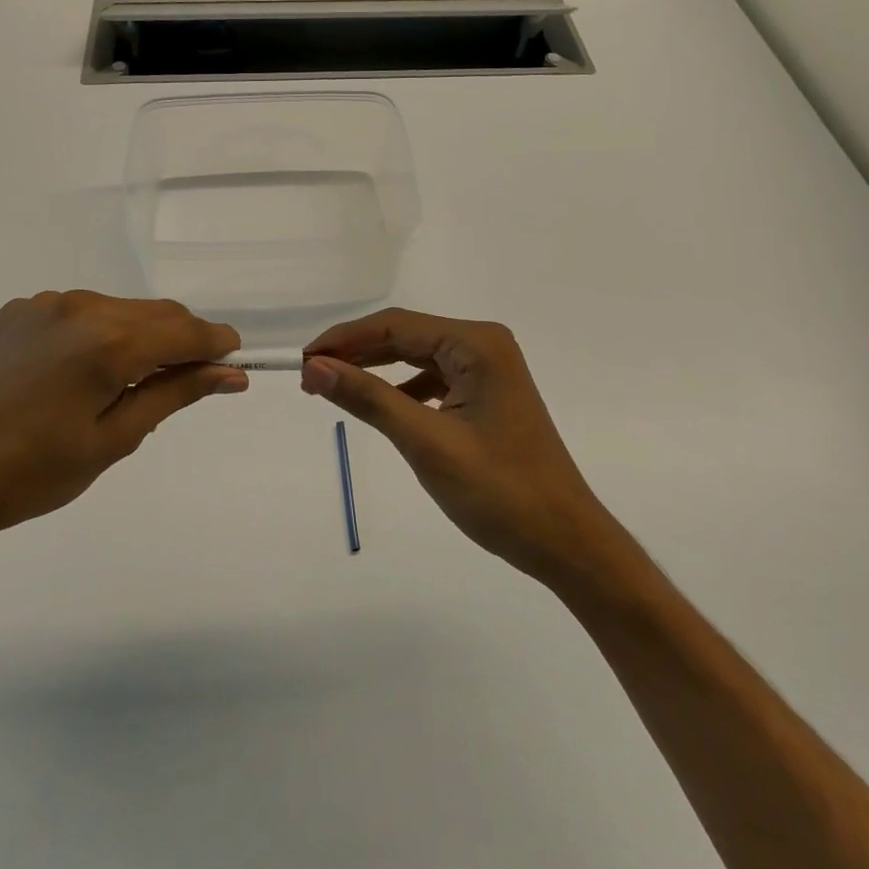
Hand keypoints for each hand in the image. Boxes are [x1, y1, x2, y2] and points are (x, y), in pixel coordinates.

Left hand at [0, 291, 243, 555]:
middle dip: (184, 340)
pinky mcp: (20, 311)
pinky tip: (85, 371)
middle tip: (192, 380)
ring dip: (143, 335)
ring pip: (121, 310)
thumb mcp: (113, 440)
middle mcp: (82, 306)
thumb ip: (175, 394)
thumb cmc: (31, 473)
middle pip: (157, 313)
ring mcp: (46, 303)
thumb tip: (230, 374)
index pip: (186, 331)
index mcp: (109, 340)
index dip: (218, 344)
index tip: (235, 362)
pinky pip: (82, 313)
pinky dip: (103, 333)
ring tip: (134, 382)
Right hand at [301, 309, 618, 585]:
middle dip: (357, 353)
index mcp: (477, 344)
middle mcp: (484, 345)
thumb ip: (369, 398)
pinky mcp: (488, 394)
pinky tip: (382, 405)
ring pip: (418, 357)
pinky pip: (434, 379)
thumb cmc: (500, 492)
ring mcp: (489, 370)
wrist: (565, 542)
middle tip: (310, 376)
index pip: (396, 326)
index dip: (345, 339)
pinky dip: (402, 389)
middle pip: (406, 336)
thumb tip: (315, 367)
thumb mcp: (426, 443)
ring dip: (376, 369)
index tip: (303, 361)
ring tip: (335, 387)